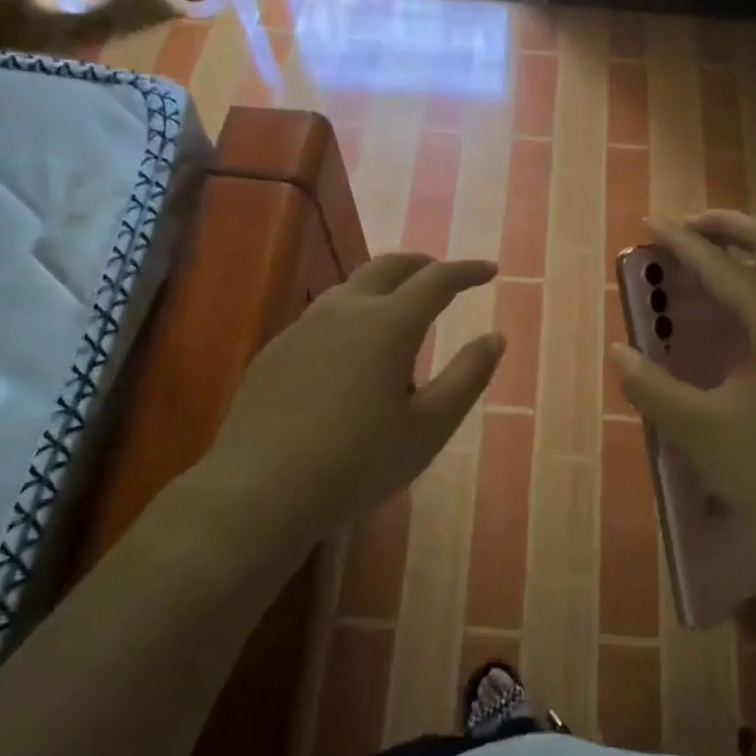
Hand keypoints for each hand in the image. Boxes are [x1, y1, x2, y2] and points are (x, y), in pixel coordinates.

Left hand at [206, 253, 505, 543]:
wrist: (260, 491)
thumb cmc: (358, 463)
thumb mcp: (429, 427)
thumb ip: (467, 376)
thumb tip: (495, 337)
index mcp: (389, 324)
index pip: (437, 279)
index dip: (468, 271)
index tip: (490, 271)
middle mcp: (345, 310)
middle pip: (389, 267)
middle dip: (423, 265)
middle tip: (445, 276)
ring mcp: (304, 327)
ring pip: (352, 287)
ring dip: (384, 286)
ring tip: (401, 309)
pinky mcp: (276, 350)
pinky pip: (323, 315)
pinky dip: (352, 313)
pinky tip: (351, 350)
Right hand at [609, 212, 755, 550]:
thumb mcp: (701, 432)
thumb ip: (653, 389)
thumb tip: (620, 352)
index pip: (723, 265)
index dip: (682, 242)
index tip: (650, 223)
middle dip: (726, 225)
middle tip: (687, 225)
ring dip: (749, 252)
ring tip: (709, 261)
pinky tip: (741, 317)